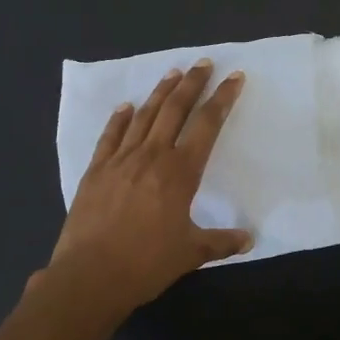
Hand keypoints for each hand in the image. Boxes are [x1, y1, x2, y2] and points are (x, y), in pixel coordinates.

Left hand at [40, 59, 251, 324]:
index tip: (234, 77)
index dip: (222, 99)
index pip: (207, 125)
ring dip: (159, 92)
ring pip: (144, 116)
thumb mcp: (191, 253)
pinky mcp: (96, 170)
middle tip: (203, 63)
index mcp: (180, 172)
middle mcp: (152, 156)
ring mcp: (121, 160)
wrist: (90, 276)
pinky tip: (126, 107)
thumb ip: (221, 242)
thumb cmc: (146, 263)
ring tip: (172, 73)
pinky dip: (119, 119)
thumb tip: (249, 239)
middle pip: (175, 109)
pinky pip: (110, 136)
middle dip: (192, 83)